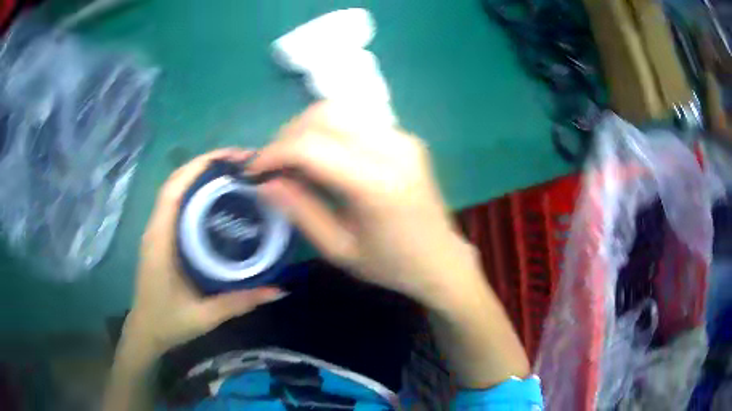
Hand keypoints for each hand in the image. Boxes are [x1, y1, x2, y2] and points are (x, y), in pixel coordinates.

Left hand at [126, 149, 283, 356]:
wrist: (146, 331)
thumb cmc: (168, 322)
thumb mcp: (205, 316)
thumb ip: (239, 302)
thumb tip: (278, 289)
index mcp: (160, 240)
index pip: (174, 189)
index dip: (200, 166)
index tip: (233, 158)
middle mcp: (156, 228)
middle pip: (176, 181)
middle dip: (206, 164)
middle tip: (243, 163)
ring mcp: (157, 230)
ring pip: (177, 190)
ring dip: (201, 175)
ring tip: (234, 173)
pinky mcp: (162, 237)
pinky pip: (178, 204)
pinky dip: (196, 191)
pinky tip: (218, 198)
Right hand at [249, 102, 484, 308]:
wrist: (442, 260)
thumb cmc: (391, 265)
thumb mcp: (338, 249)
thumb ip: (299, 210)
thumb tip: (264, 182)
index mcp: (377, 183)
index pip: (311, 146)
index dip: (273, 153)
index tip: (253, 171)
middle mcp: (393, 148)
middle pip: (324, 114)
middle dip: (287, 134)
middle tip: (271, 164)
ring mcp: (403, 137)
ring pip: (339, 110)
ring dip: (306, 128)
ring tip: (291, 159)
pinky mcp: (406, 137)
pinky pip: (356, 120)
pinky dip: (328, 130)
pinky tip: (321, 155)